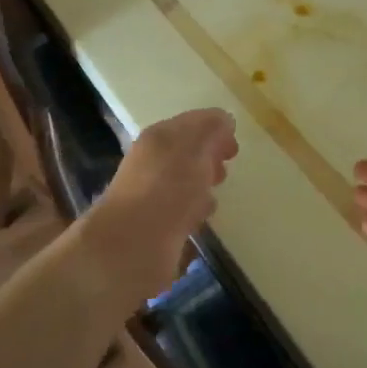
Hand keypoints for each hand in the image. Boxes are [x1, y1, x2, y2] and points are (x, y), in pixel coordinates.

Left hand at [83, 108, 237, 306]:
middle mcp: (152, 163)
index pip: (191, 123)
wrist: (132, 246)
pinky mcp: (156, 228)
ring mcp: (152, 197)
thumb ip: (212, 129)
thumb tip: (224, 120)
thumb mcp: (195, 147)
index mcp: (159, 138)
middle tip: (226, 168)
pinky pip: (181, 211)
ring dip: (201, 185)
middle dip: (208, 157)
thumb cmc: (167, 188)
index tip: (234, 147)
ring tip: (216, 194)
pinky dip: (194, 211)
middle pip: (186, 152)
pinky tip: (203, 219)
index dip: (215, 129)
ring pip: (183, 182)